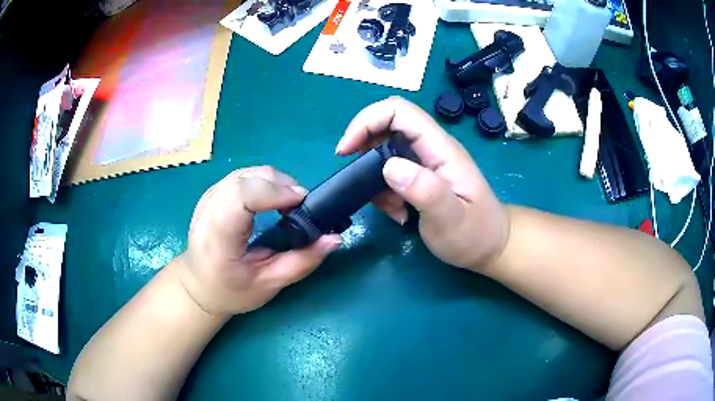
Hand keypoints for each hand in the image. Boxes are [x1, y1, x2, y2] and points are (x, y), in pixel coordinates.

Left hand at [177, 166, 340, 315]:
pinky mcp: (213, 193)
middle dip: (279, 184)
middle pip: (245, 178)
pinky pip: (242, 176)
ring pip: (246, 172)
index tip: (300, 202)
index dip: (272, 191)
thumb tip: (334, 238)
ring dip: (273, 181)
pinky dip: (264, 182)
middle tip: (300, 205)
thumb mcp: (268, 285)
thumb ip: (302, 262)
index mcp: (217, 238)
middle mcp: (208, 210)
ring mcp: (208, 198)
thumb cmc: (230, 291)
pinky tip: (272, 200)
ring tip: (289, 204)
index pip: (239, 196)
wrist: (198, 285)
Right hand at [336, 97, 508, 270]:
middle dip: (365, 149)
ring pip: (385, 151)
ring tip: (391, 209)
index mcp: (440, 148)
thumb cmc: (475, 233)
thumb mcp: (452, 219)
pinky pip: (391, 171)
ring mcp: (426, 161)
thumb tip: (389, 165)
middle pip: (387, 126)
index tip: (346, 151)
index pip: (399, 111)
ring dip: (375, 178)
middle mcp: (431, 148)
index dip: (367, 121)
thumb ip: (426, 191)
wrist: (490, 246)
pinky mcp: (421, 175)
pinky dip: (384, 191)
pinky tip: (399, 213)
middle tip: (360, 182)